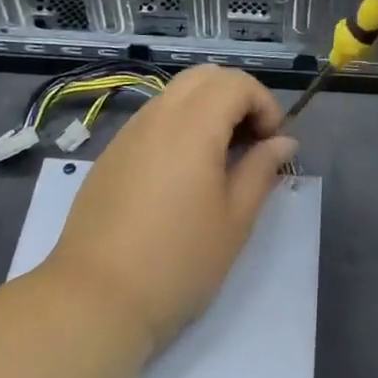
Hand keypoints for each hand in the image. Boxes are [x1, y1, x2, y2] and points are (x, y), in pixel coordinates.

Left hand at [42, 65, 295, 352]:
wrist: (94, 300)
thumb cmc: (177, 261)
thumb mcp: (235, 219)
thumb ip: (261, 170)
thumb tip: (283, 142)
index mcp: (193, 125)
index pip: (237, 83)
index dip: (265, 104)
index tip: (273, 143)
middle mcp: (159, 115)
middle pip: (205, 76)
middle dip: (237, 97)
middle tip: (250, 141)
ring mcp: (129, 132)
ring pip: (176, 94)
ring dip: (207, 109)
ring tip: (220, 157)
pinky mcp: (111, 154)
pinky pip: (154, 118)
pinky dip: (180, 125)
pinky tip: (184, 173)